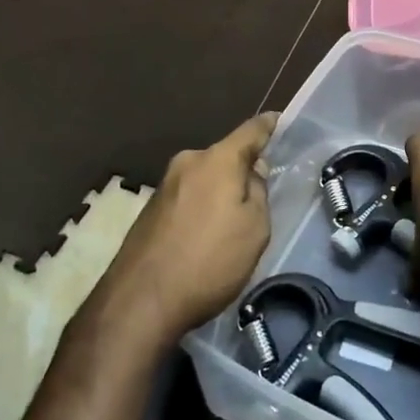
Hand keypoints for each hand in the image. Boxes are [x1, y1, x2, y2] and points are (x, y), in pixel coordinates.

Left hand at [94, 114, 277, 350]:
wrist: (141, 300)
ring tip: (233, 223)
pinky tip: (205, 236)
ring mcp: (164, 185)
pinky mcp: (150, 209)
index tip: (279, 119)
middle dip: (242, 169)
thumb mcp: (254, 228)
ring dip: (220, 191)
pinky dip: (201, 208)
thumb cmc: (210, 260)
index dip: (267, 125)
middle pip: (224, 156)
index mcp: (217, 160)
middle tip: (261, 193)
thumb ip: (258, 191)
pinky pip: (187, 197)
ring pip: (205, 179)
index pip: (250, 131)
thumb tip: (252, 170)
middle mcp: (188, 163)